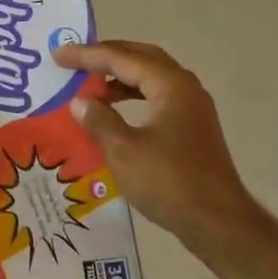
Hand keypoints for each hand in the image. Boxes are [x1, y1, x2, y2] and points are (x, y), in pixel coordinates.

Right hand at [54, 40, 255, 247]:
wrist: (219, 223)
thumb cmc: (170, 182)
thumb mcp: (124, 151)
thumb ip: (99, 120)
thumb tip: (79, 101)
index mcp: (170, 85)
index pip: (122, 58)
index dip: (87, 55)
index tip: (58, 55)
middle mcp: (184, 87)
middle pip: (141, 58)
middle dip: (107, 56)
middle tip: (76, 60)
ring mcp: (191, 107)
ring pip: (151, 77)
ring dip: (120, 76)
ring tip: (90, 84)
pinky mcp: (191, 127)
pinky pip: (156, 96)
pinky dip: (132, 95)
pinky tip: (114, 110)